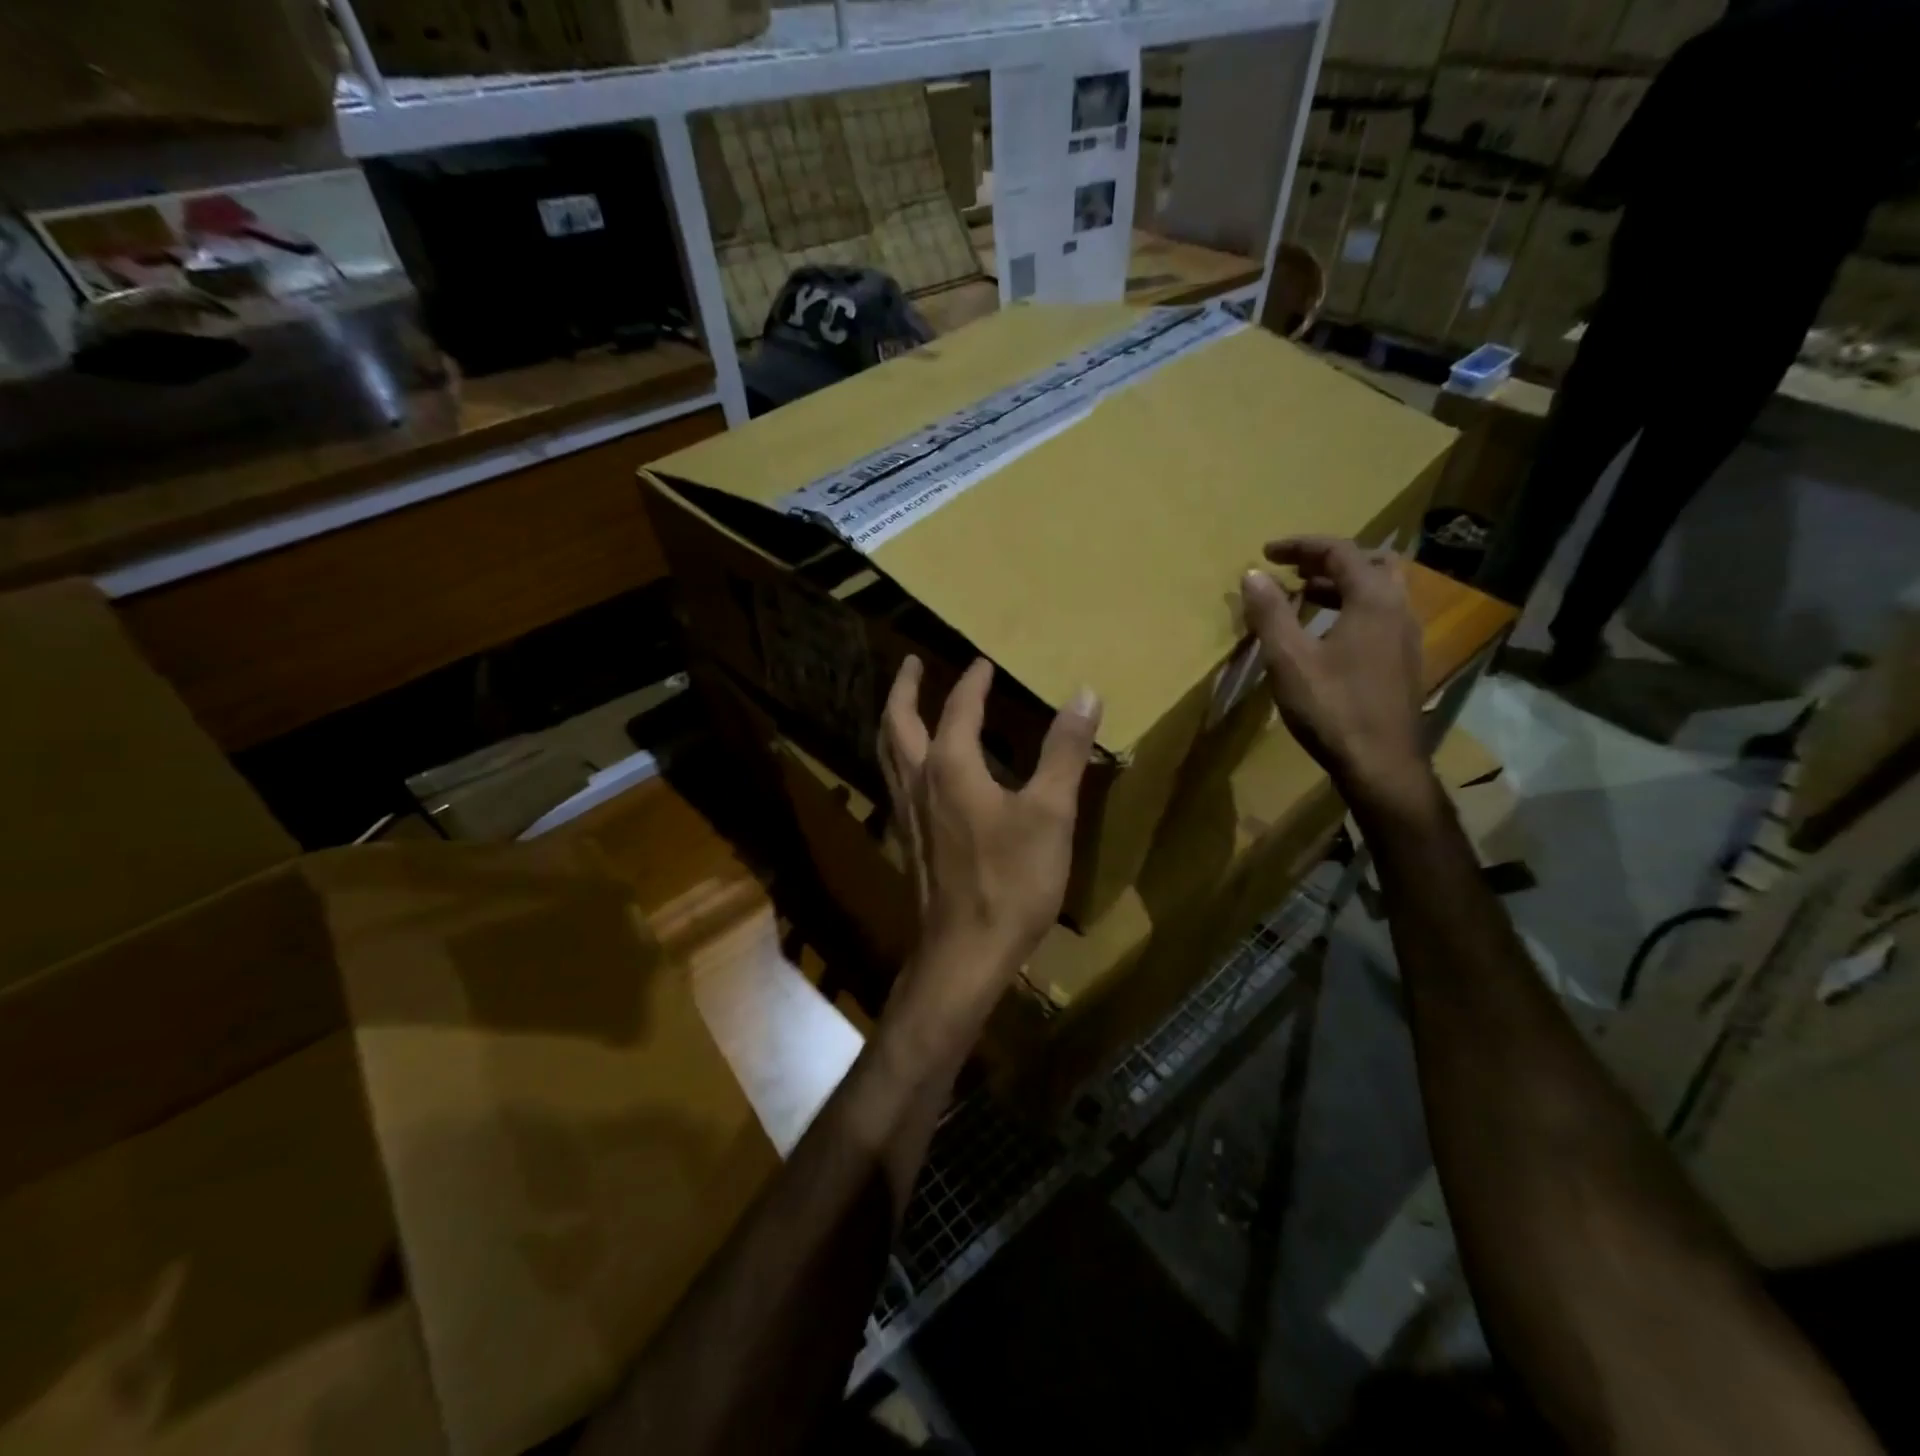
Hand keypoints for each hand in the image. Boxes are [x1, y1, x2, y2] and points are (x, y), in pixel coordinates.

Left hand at [878, 655, 1101, 1012]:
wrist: (965, 953)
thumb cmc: (1011, 881)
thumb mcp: (1050, 813)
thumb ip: (1064, 752)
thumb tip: (1083, 693)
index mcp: (950, 765)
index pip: (959, 708)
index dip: (973, 682)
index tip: (983, 662)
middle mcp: (918, 781)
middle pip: (897, 722)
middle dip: (905, 688)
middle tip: (912, 663)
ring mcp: (906, 814)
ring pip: (887, 754)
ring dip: (894, 721)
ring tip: (903, 706)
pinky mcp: (908, 842)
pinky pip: (894, 783)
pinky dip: (898, 759)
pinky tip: (916, 773)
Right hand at [1240, 537, 1433, 817]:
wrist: (1381, 764)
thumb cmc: (1332, 707)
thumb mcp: (1288, 658)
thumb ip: (1270, 612)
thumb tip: (1253, 574)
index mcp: (1374, 600)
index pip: (1340, 552)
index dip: (1302, 546)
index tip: (1267, 552)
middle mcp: (1399, 609)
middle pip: (1371, 564)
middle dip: (1330, 560)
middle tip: (1295, 570)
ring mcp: (1407, 637)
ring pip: (1379, 591)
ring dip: (1342, 585)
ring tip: (1304, 597)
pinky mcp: (1405, 662)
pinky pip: (1380, 616)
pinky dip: (1352, 609)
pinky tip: (1326, 634)